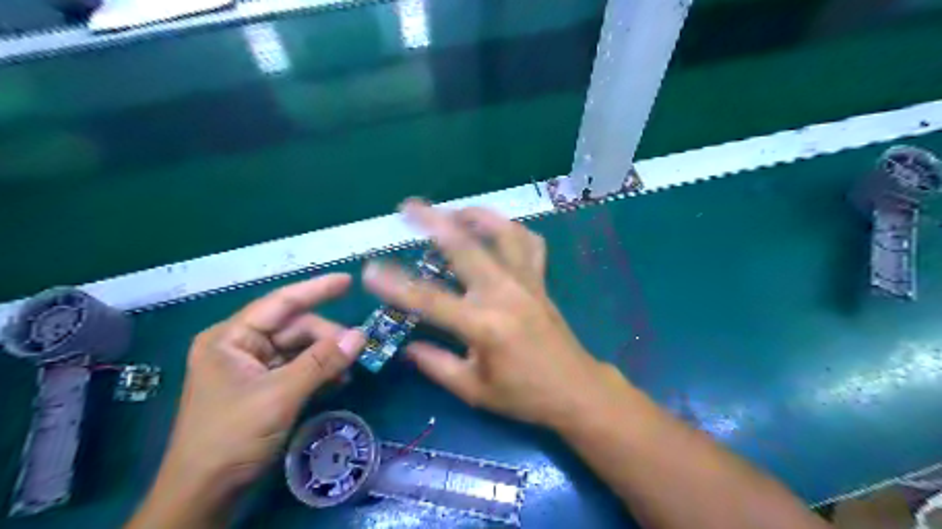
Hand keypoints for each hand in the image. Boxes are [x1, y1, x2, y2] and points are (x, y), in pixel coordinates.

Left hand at [158, 273, 361, 494]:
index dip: (316, 290)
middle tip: (357, 349)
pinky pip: (300, 369)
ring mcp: (253, 368)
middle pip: (295, 329)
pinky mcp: (265, 387)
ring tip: (349, 368)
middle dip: (327, 337)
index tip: (349, 281)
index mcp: (231, 338)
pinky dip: (320, 372)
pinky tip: (338, 380)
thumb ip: (321, 362)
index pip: (280, 303)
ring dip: (327, 357)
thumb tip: (361, 336)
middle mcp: (241, 347)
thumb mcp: (280, 395)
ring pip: (301, 349)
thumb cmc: (232, 437)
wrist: (206, 494)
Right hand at [360, 200, 619, 428]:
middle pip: (466, 247)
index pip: (431, 300)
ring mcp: (527, 282)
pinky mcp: (540, 280)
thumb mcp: (474, 390)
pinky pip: (529, 243)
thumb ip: (436, 365)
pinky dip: (510, 230)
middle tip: (408, 207)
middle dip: (434, 222)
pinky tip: (494, 230)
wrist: (576, 390)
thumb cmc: (524, 395)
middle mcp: (505, 294)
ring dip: (475, 215)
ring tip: (452, 210)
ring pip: (502, 233)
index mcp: (484, 326)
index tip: (370, 270)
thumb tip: (406, 347)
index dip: (396, 285)